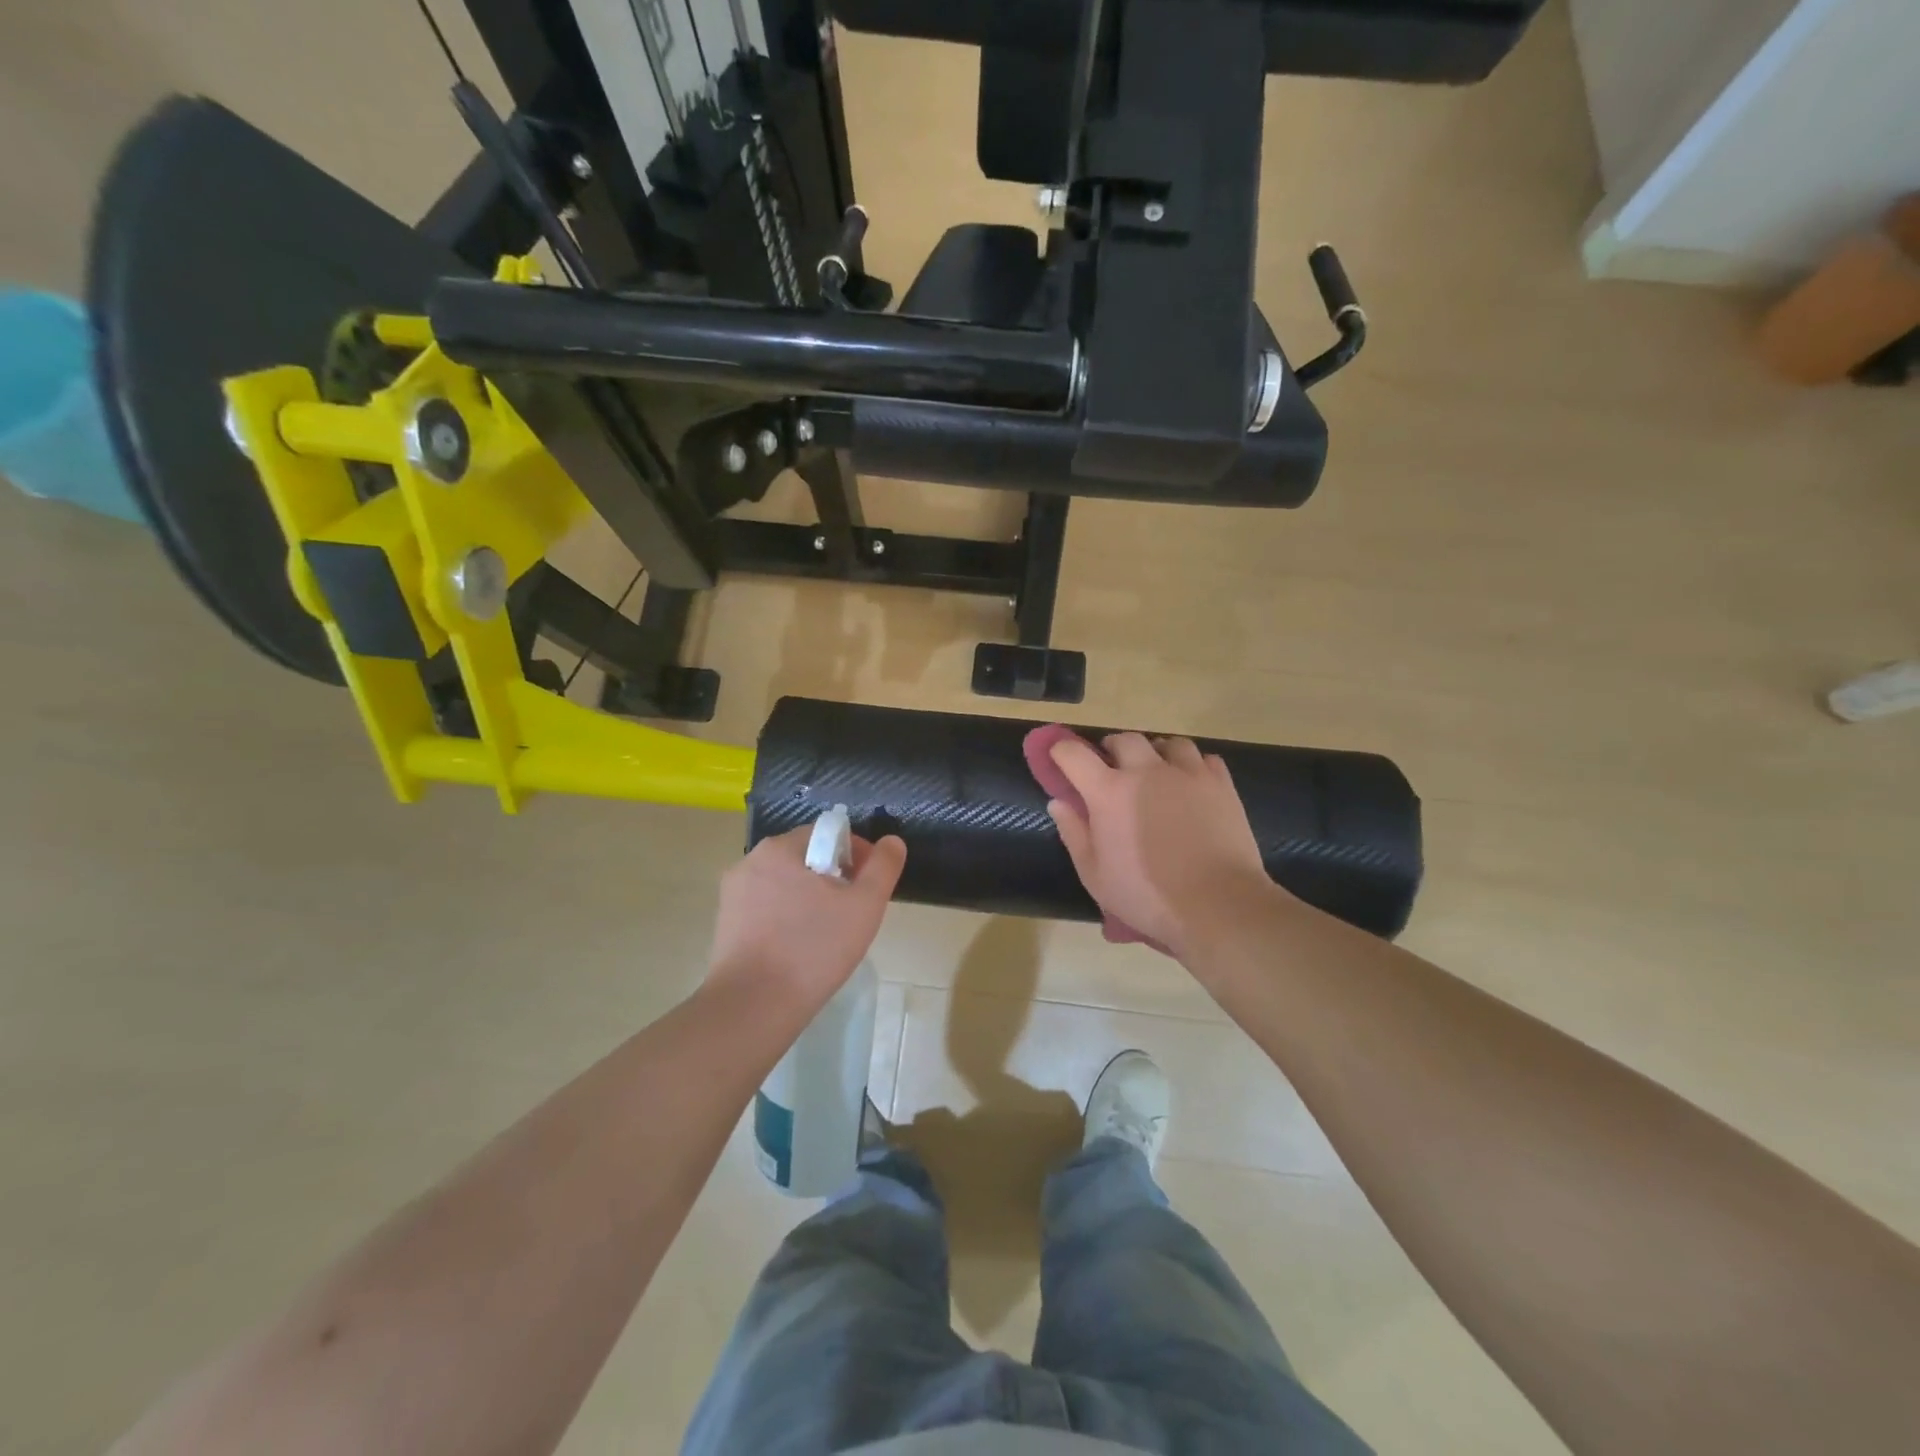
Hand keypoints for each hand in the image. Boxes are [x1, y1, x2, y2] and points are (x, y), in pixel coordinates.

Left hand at [707, 825, 906, 1006]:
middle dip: (834, 878)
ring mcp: (732, 894)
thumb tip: (893, 842)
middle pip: (806, 858)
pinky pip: (766, 908)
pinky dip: (786, 918)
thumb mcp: (864, 906)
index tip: (868, 888)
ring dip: (810, 899)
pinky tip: (799, 949)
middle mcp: (750, 861)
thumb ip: (883, 867)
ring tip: (827, 935)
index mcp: (780, 848)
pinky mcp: (725, 924)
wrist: (753, 1007)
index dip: (857, 856)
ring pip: (786, 884)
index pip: (829, 834)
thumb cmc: (813, 950)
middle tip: (852, 914)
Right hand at [1048, 733, 1273, 958]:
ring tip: (1155, 773)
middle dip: (1111, 749)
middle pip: (1124, 739)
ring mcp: (1188, 774)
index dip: (1061, 751)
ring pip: (1167, 743)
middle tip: (1111, 769)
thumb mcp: (1094, 875)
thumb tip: (1059, 803)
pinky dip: (1192, 765)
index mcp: (1109, 792)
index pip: (1073, 754)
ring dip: (1155, 753)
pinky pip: (1203, 758)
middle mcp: (1146, 771)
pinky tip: (1190, 785)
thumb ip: (1074, 833)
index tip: (1059, 758)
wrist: (1217, 905)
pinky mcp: (1221, 784)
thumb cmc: (1147, 896)